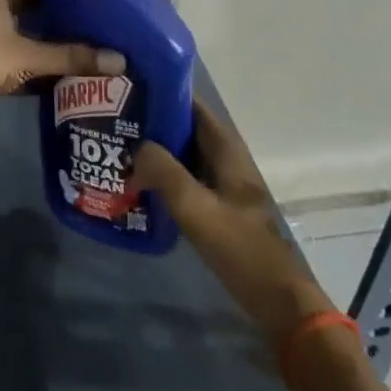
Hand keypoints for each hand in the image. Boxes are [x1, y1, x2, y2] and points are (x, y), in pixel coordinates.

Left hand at [0, 0, 124, 143]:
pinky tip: (69, 75)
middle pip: (34, 6)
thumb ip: (71, 57)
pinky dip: (40, 66)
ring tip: (96, 45)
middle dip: (65, 14)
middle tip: (105, 19)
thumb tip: (120, 61)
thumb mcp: (26, 56)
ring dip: (54, 43)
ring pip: (27, 35)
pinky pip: (19, 59)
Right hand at [132, 99, 334, 339]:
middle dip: (152, 123)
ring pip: (182, 154)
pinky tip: (137, 183)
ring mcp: (222, 183)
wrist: (277, 300)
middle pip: (184, 128)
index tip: (128, 90)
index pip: (191, 105)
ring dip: (155, 151)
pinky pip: (184, 178)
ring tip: (118, 148)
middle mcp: (224, 158)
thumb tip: (137, 147)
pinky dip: (163, 175)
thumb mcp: (196, 208)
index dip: (162, 93)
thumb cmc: (240, 248)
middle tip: (113, 121)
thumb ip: (165, 172)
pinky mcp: (217, 205)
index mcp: (226, 149)